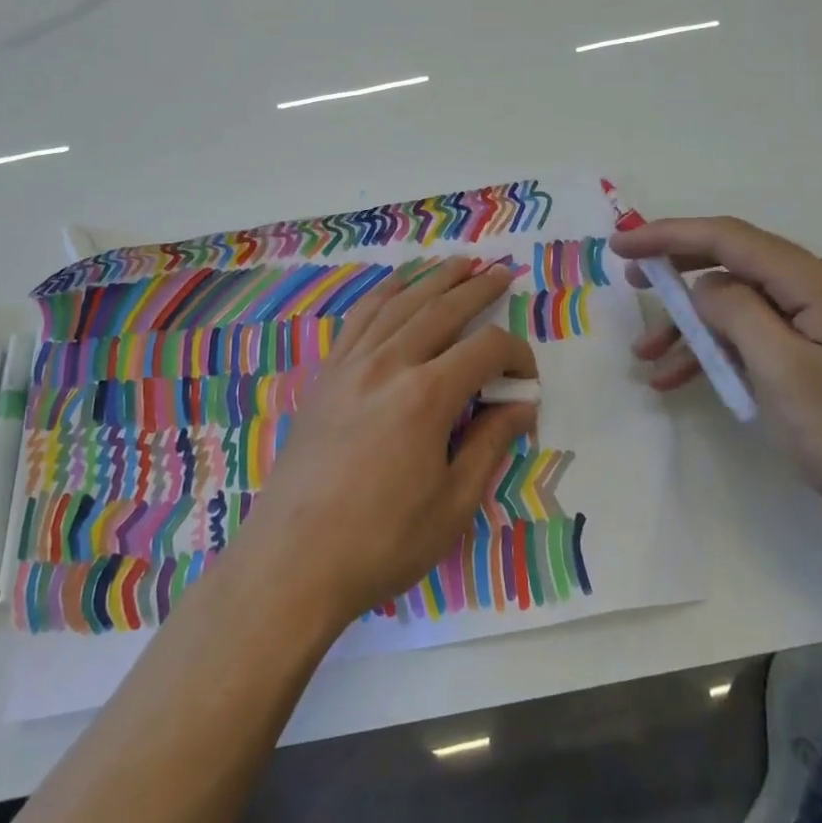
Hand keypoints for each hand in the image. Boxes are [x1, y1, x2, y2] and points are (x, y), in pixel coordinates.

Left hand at [244, 258, 538, 625]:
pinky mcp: (326, 376)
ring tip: (458, 262)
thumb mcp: (453, 504)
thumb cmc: (382, 542)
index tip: (528, 380)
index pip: (485, 350)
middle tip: (502, 272)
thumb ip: (490, 444)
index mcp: (426, 396)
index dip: (516, 355)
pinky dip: (383, 294)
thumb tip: (521, 406)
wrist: (294, 560)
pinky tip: (396, 286)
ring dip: (432, 279)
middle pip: (442, 310)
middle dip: (477, 287)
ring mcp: (351, 365)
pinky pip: (358, 319)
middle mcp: (389, 364)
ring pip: (399, 304)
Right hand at [613, 217, 821, 537]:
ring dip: (696, 329)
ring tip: (651, 363)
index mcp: (816, 283)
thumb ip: (737, 314)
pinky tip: (694, 380)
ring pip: (744, 307)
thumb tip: (705, 288)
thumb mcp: (784, 372)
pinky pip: (763, 336)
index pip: (730, 239)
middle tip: (632, 286)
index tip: (622, 247)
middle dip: (679, 276)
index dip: (670, 235)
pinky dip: (725, 352)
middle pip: (735, 265)